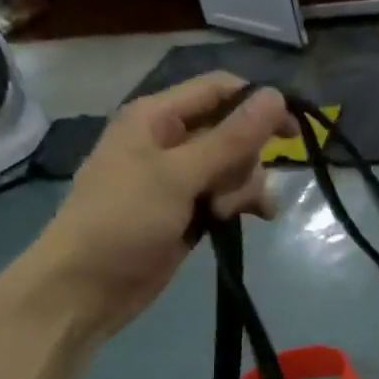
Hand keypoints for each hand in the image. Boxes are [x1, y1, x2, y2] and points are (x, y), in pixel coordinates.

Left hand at [16, 73, 292, 338]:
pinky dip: (242, 204)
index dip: (257, 104)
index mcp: (157, 117)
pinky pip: (228, 195)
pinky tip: (256, 219)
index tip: (292, 133)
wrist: (85, 288)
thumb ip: (230, 138)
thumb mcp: (178, 176)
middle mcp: (171, 140)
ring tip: (228, 214)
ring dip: (244, 188)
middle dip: (246, 160)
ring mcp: (181, 178)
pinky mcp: (190, 210)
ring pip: (235, 167)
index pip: (219, 90)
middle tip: (233, 191)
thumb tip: (277, 96)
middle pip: (233, 131)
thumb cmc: (122, 221)